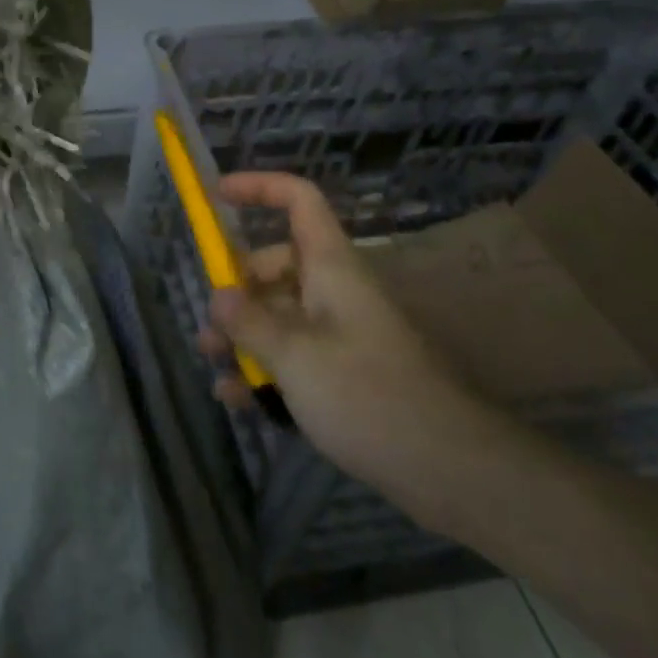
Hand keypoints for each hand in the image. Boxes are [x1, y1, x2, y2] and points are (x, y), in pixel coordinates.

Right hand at [196, 171, 480, 485]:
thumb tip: (218, 296)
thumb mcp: (295, 356)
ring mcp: (339, 333)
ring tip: (213, 363)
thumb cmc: (368, 395)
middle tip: (208, 325)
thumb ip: (249, 322)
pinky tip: (236, 398)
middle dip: (234, 289)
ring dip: (242, 335)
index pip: (298, 200)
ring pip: (278, 315)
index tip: (215, 194)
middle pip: (275, 265)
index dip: (258, 188)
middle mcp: (333, 291)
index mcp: (330, 266)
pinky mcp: (343, 374)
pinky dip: (263, 369)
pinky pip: (292, 356)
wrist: (450, 469)